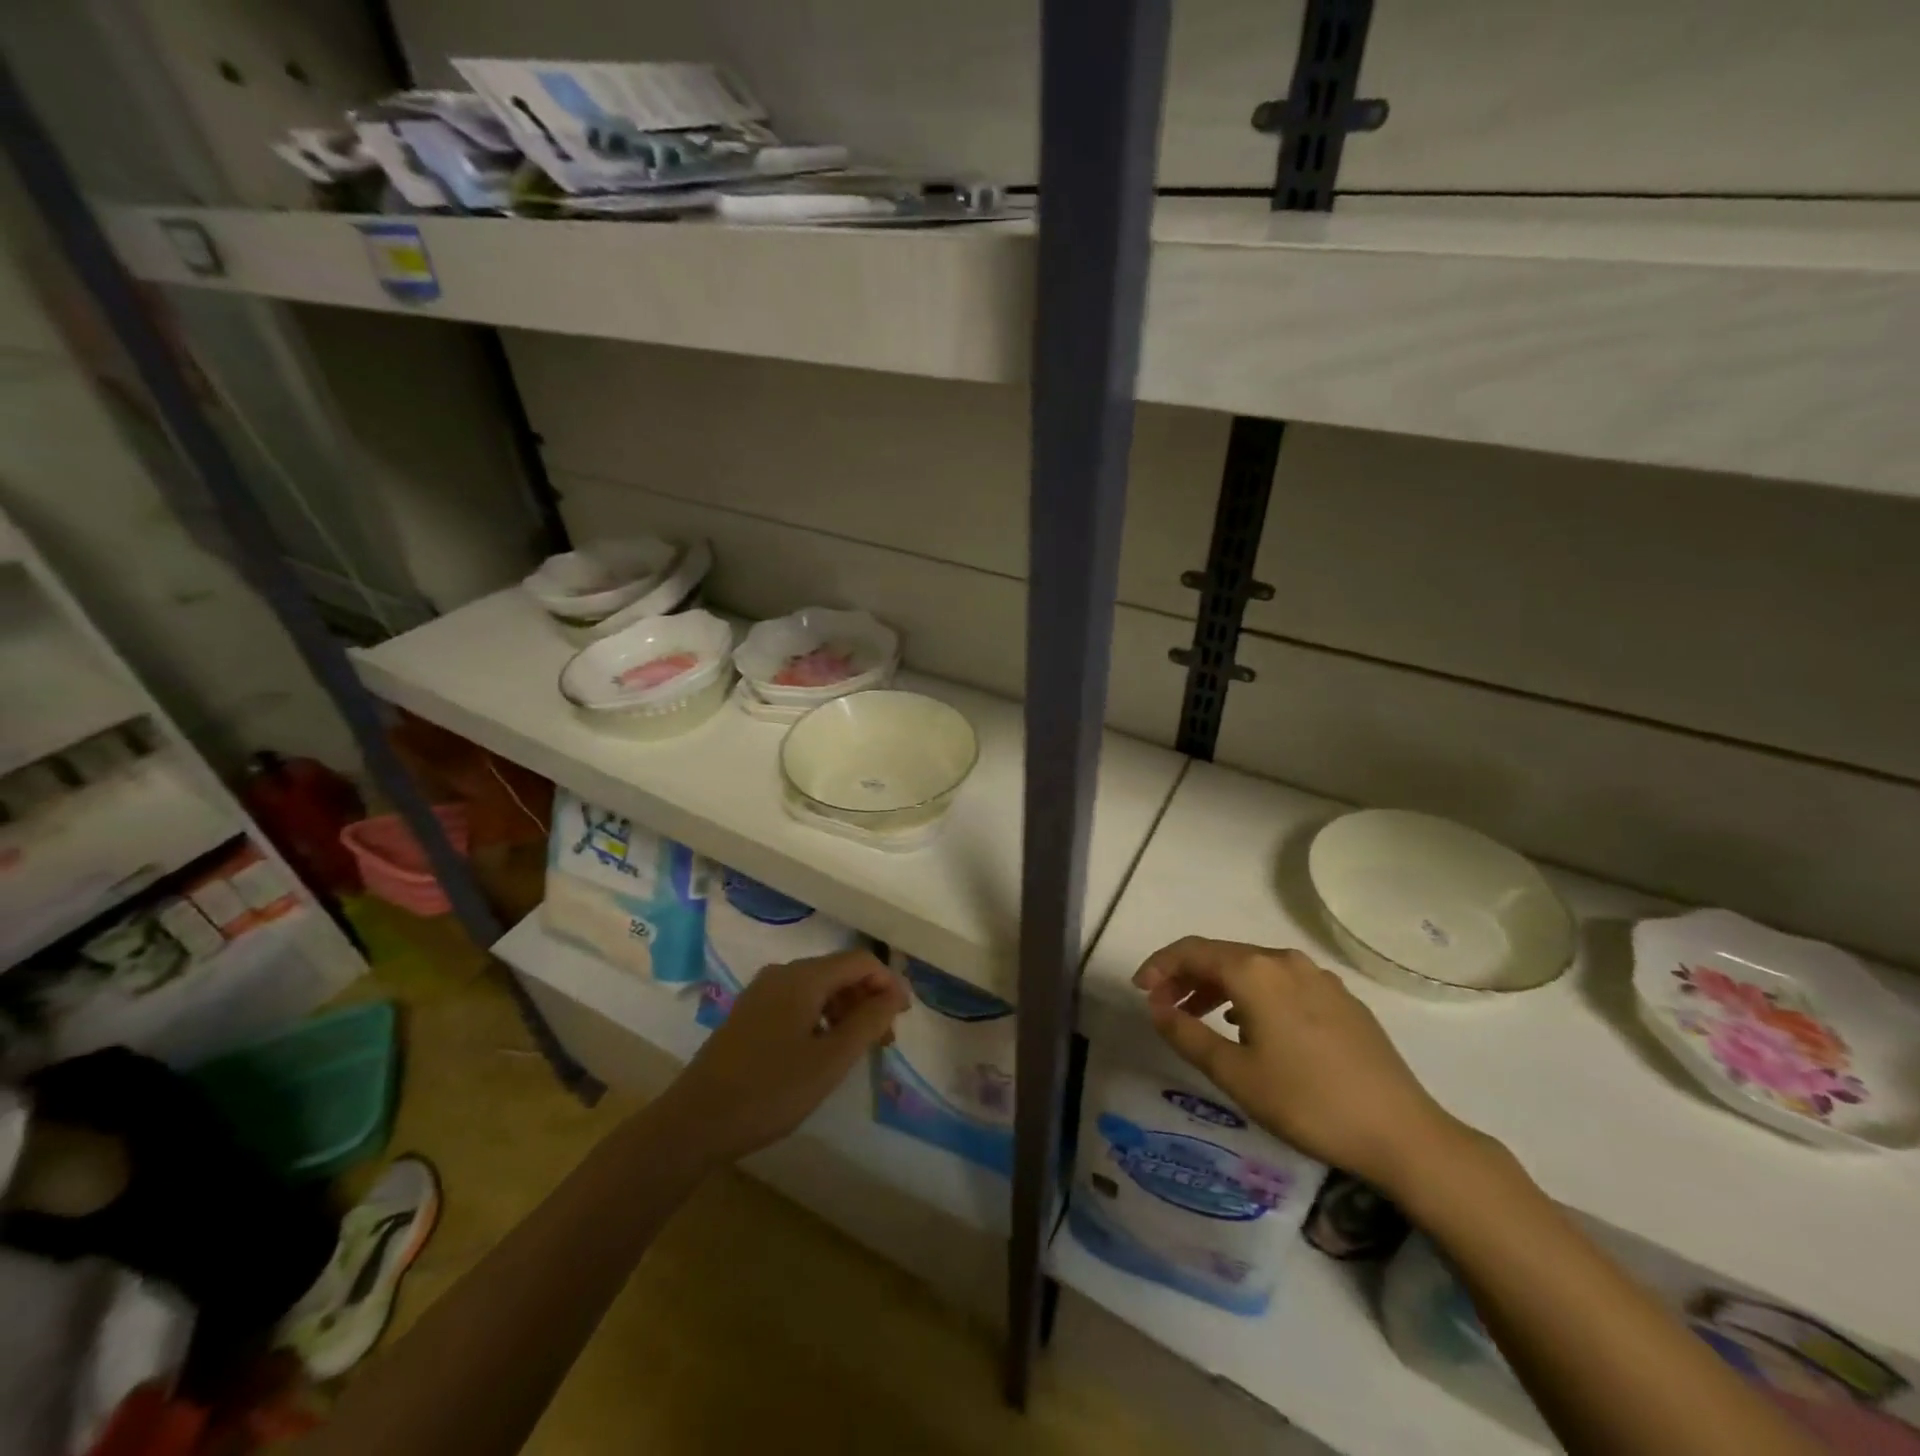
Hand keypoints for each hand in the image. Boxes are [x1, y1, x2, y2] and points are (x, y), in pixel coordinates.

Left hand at [662, 948, 908, 1163]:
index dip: (888, 983)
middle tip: (884, 1040)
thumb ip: (869, 1022)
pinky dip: (820, 1018)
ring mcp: (761, 992)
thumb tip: (894, 993)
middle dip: (868, 999)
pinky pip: (797, 1002)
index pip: (860, 961)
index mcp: (803, 977)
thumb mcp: (830, 1060)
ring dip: (845, 1011)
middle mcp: (782, 974)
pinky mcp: (748, 1014)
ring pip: (817, 988)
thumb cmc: (770, 1091)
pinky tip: (821, 1051)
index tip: (904, 1017)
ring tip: (856, 1050)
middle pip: (839, 972)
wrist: (694, 1122)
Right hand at [1133, 937, 1466, 1192]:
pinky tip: (1252, 1027)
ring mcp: (1318, 978)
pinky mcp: (1341, 1000)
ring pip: (1253, 969)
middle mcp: (1285, 961)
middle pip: (1222, 956)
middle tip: (1164, 1007)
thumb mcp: (1234, 1074)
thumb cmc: (1307, 1102)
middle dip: (1186, 977)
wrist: (1402, 1133)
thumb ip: (1186, 1034)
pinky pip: (1282, 983)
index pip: (1192, 951)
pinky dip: (1252, 996)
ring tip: (1201, 1019)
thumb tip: (1156, 1007)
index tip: (1140, 991)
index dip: (1159, 966)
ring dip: (1219, 987)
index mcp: (1255, 971)